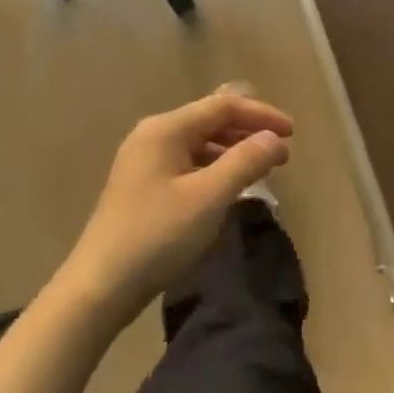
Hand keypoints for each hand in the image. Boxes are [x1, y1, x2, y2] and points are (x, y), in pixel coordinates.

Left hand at [62, 87, 292, 325]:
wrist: (100, 286)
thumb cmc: (158, 235)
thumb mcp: (209, 197)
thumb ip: (245, 162)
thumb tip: (274, 138)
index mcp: (165, 129)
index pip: (222, 106)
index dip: (261, 115)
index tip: (292, 134)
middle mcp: (152, 136)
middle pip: (209, 121)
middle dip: (248, 133)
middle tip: (281, 154)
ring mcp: (143, 162)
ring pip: (198, 145)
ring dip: (232, 153)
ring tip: (260, 172)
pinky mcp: (141, 188)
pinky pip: (187, 165)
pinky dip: (213, 170)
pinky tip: (227, 191)